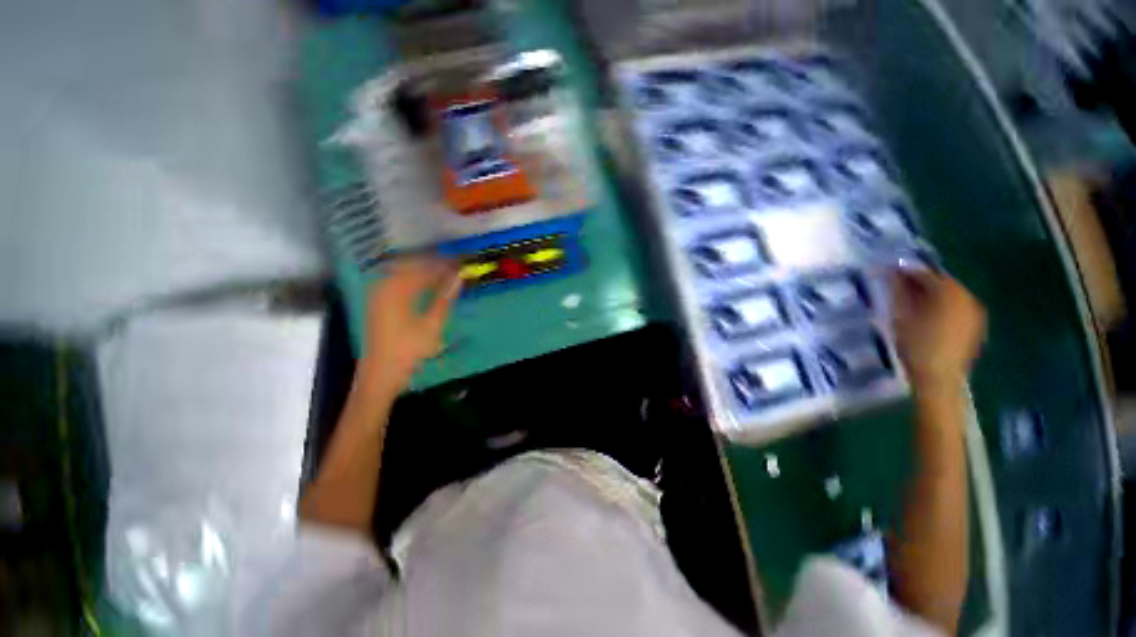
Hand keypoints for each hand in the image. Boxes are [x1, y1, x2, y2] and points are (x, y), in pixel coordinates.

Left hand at [359, 258, 461, 396]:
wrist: (381, 374)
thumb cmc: (409, 350)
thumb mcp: (433, 324)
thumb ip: (445, 298)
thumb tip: (459, 278)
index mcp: (396, 290)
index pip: (424, 268)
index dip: (444, 264)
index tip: (461, 263)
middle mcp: (383, 286)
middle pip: (411, 265)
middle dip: (433, 263)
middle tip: (453, 266)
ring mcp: (377, 294)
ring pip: (402, 272)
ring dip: (423, 270)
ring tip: (442, 274)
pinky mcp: (377, 303)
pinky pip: (396, 281)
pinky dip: (412, 279)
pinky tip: (424, 286)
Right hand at [891, 270, 985, 390]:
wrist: (939, 379)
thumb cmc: (915, 346)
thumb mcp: (901, 316)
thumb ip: (899, 292)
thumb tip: (893, 273)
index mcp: (948, 293)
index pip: (925, 274)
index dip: (906, 271)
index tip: (889, 272)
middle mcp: (966, 297)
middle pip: (941, 282)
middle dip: (921, 282)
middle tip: (900, 286)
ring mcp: (974, 311)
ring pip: (950, 294)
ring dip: (932, 294)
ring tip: (913, 301)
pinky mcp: (976, 324)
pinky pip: (957, 306)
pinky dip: (943, 305)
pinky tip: (929, 314)